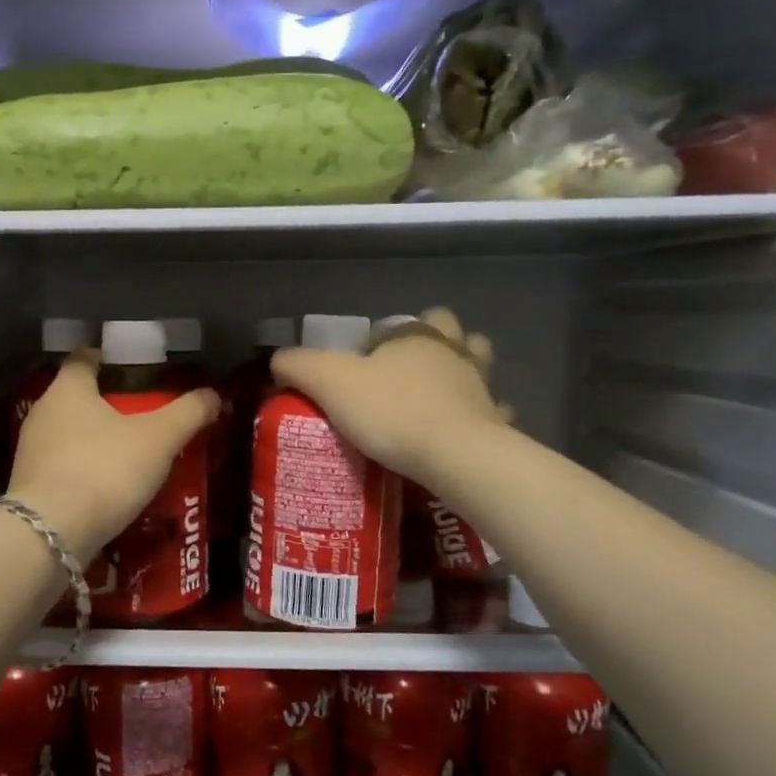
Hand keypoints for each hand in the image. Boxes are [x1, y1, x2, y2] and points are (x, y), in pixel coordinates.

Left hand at [8, 351, 219, 559]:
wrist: (50, 535)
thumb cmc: (104, 469)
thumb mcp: (158, 439)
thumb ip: (188, 413)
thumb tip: (214, 394)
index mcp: (68, 388)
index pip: (84, 358)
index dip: (108, 359)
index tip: (135, 369)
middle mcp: (42, 412)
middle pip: (76, 397)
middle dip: (107, 404)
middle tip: (143, 415)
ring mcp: (29, 451)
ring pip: (68, 434)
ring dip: (95, 440)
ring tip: (130, 454)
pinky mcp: (28, 487)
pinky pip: (61, 467)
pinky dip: (83, 470)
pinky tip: (107, 487)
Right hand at [270, 308, 502, 485]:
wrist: (454, 455)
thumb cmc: (391, 410)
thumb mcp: (328, 382)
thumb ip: (298, 365)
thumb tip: (278, 360)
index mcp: (418, 337)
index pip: (409, 320)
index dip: (388, 336)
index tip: (369, 361)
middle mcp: (454, 353)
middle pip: (455, 333)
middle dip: (438, 343)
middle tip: (408, 372)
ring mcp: (481, 388)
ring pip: (480, 366)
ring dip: (464, 374)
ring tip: (439, 396)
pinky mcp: (496, 424)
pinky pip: (493, 413)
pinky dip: (482, 418)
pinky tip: (463, 432)